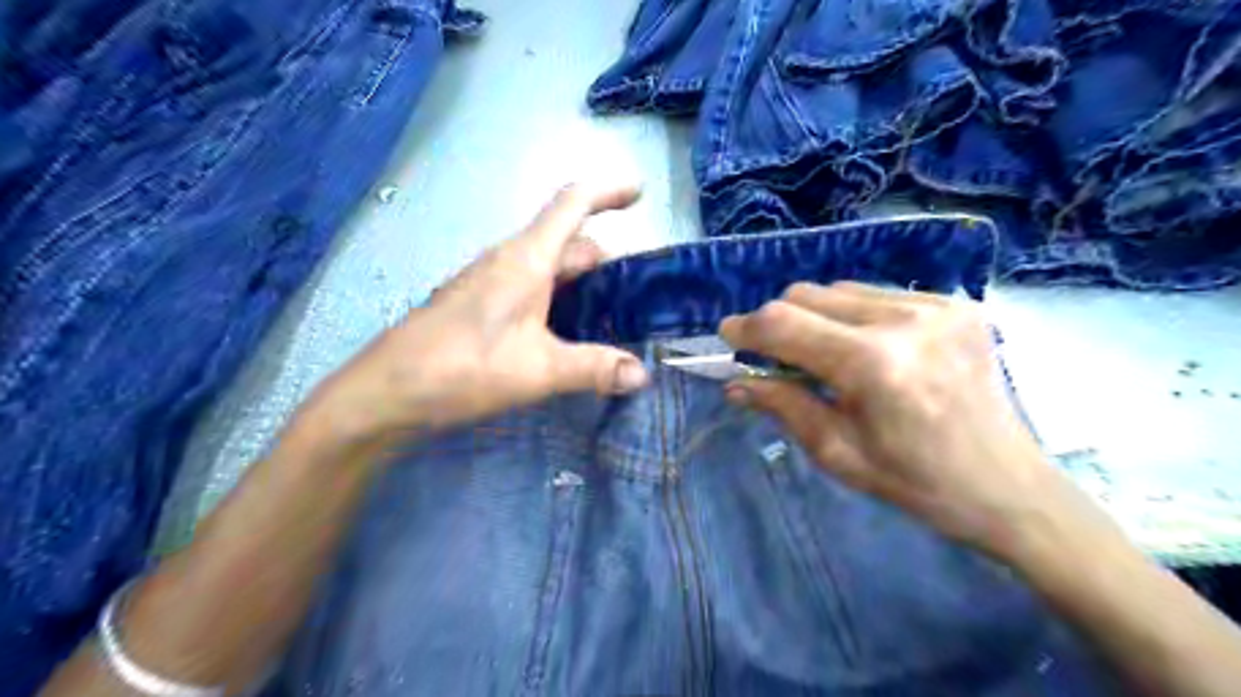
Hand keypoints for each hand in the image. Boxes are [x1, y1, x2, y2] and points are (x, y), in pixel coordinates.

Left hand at [303, 181, 649, 447]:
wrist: (387, 391)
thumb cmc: (462, 367)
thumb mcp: (538, 370)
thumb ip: (593, 368)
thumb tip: (642, 374)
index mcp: (525, 259)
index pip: (572, 204)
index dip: (608, 192)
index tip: (639, 193)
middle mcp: (507, 261)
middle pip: (565, 241)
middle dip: (603, 260)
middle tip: (635, 294)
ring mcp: (489, 282)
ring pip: (546, 268)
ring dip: (579, 283)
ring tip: (608, 317)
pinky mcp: (477, 305)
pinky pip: (528, 288)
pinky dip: (556, 300)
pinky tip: (563, 335)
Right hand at [725, 280, 1071, 558]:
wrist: (1008, 486)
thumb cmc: (916, 482)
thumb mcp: (837, 453)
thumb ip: (783, 406)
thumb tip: (735, 382)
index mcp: (873, 365)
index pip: (785, 324)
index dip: (747, 327)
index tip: (728, 337)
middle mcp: (904, 320)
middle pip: (807, 294)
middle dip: (780, 323)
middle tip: (778, 358)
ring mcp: (935, 305)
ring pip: (839, 289)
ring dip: (816, 318)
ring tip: (828, 357)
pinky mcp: (955, 303)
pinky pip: (876, 294)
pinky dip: (853, 316)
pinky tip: (869, 349)